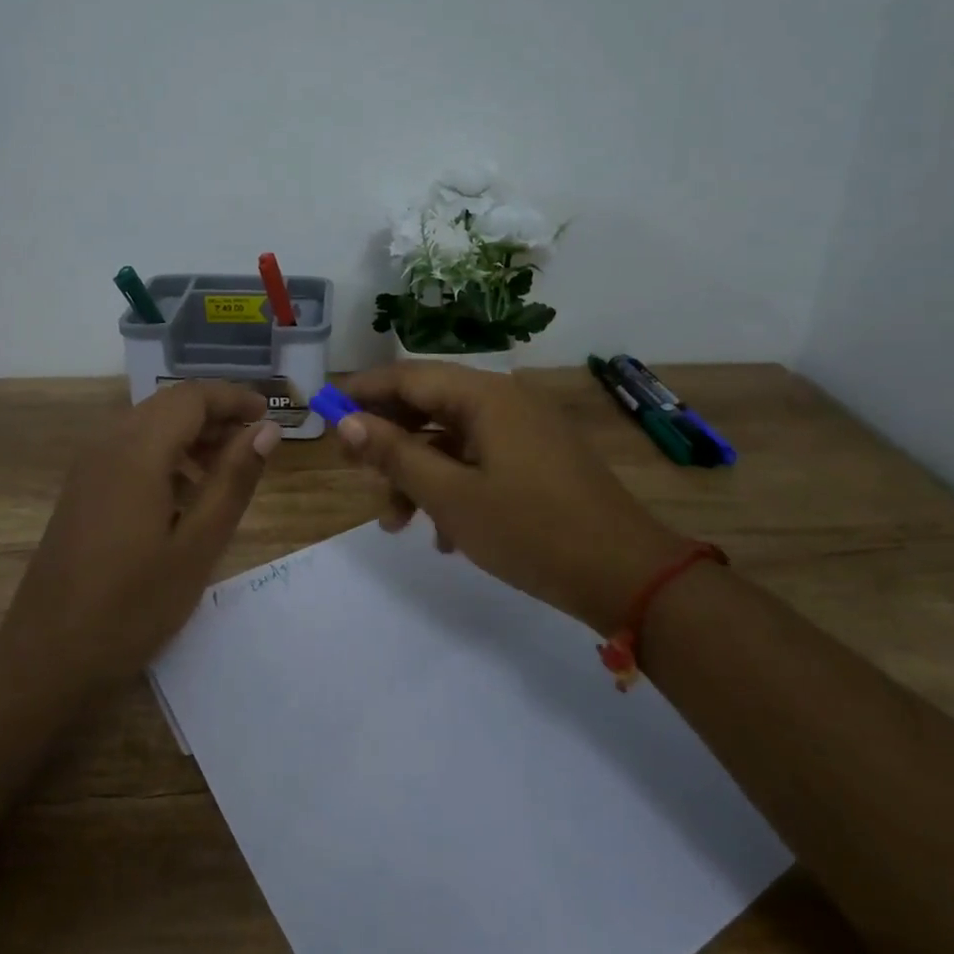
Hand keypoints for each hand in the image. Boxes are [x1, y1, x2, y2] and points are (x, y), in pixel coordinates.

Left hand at [0, 382, 281, 688]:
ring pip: (148, 425)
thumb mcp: (198, 545)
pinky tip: (185, 494)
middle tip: (254, 442)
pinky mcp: (82, 490)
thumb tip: (266, 431)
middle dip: (214, 414)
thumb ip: (233, 480)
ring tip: (227, 469)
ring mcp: (89, 468)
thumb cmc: (132, 606)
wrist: (48, 658)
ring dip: (190, 434)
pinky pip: (129, 450)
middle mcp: (108, 445)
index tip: (269, 415)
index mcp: (137, 451)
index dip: (233, 398)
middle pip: (168, 405)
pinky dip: (165, 454)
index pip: (191, 397)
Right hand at [336, 363, 684, 630]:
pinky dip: (452, 485)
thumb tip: (346, 423)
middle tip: (357, 473)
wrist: (629, 576)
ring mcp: (526, 430)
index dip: (362, 392)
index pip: (407, 376)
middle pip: (428, 405)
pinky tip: (443, 534)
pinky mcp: (539, 459)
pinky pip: (480, 459)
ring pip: (452, 438)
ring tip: (397, 523)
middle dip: (388, 439)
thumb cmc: (531, 530)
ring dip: (418, 472)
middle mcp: (505, 400)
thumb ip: (395, 454)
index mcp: (484, 396)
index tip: (325, 413)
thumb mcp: (451, 496)